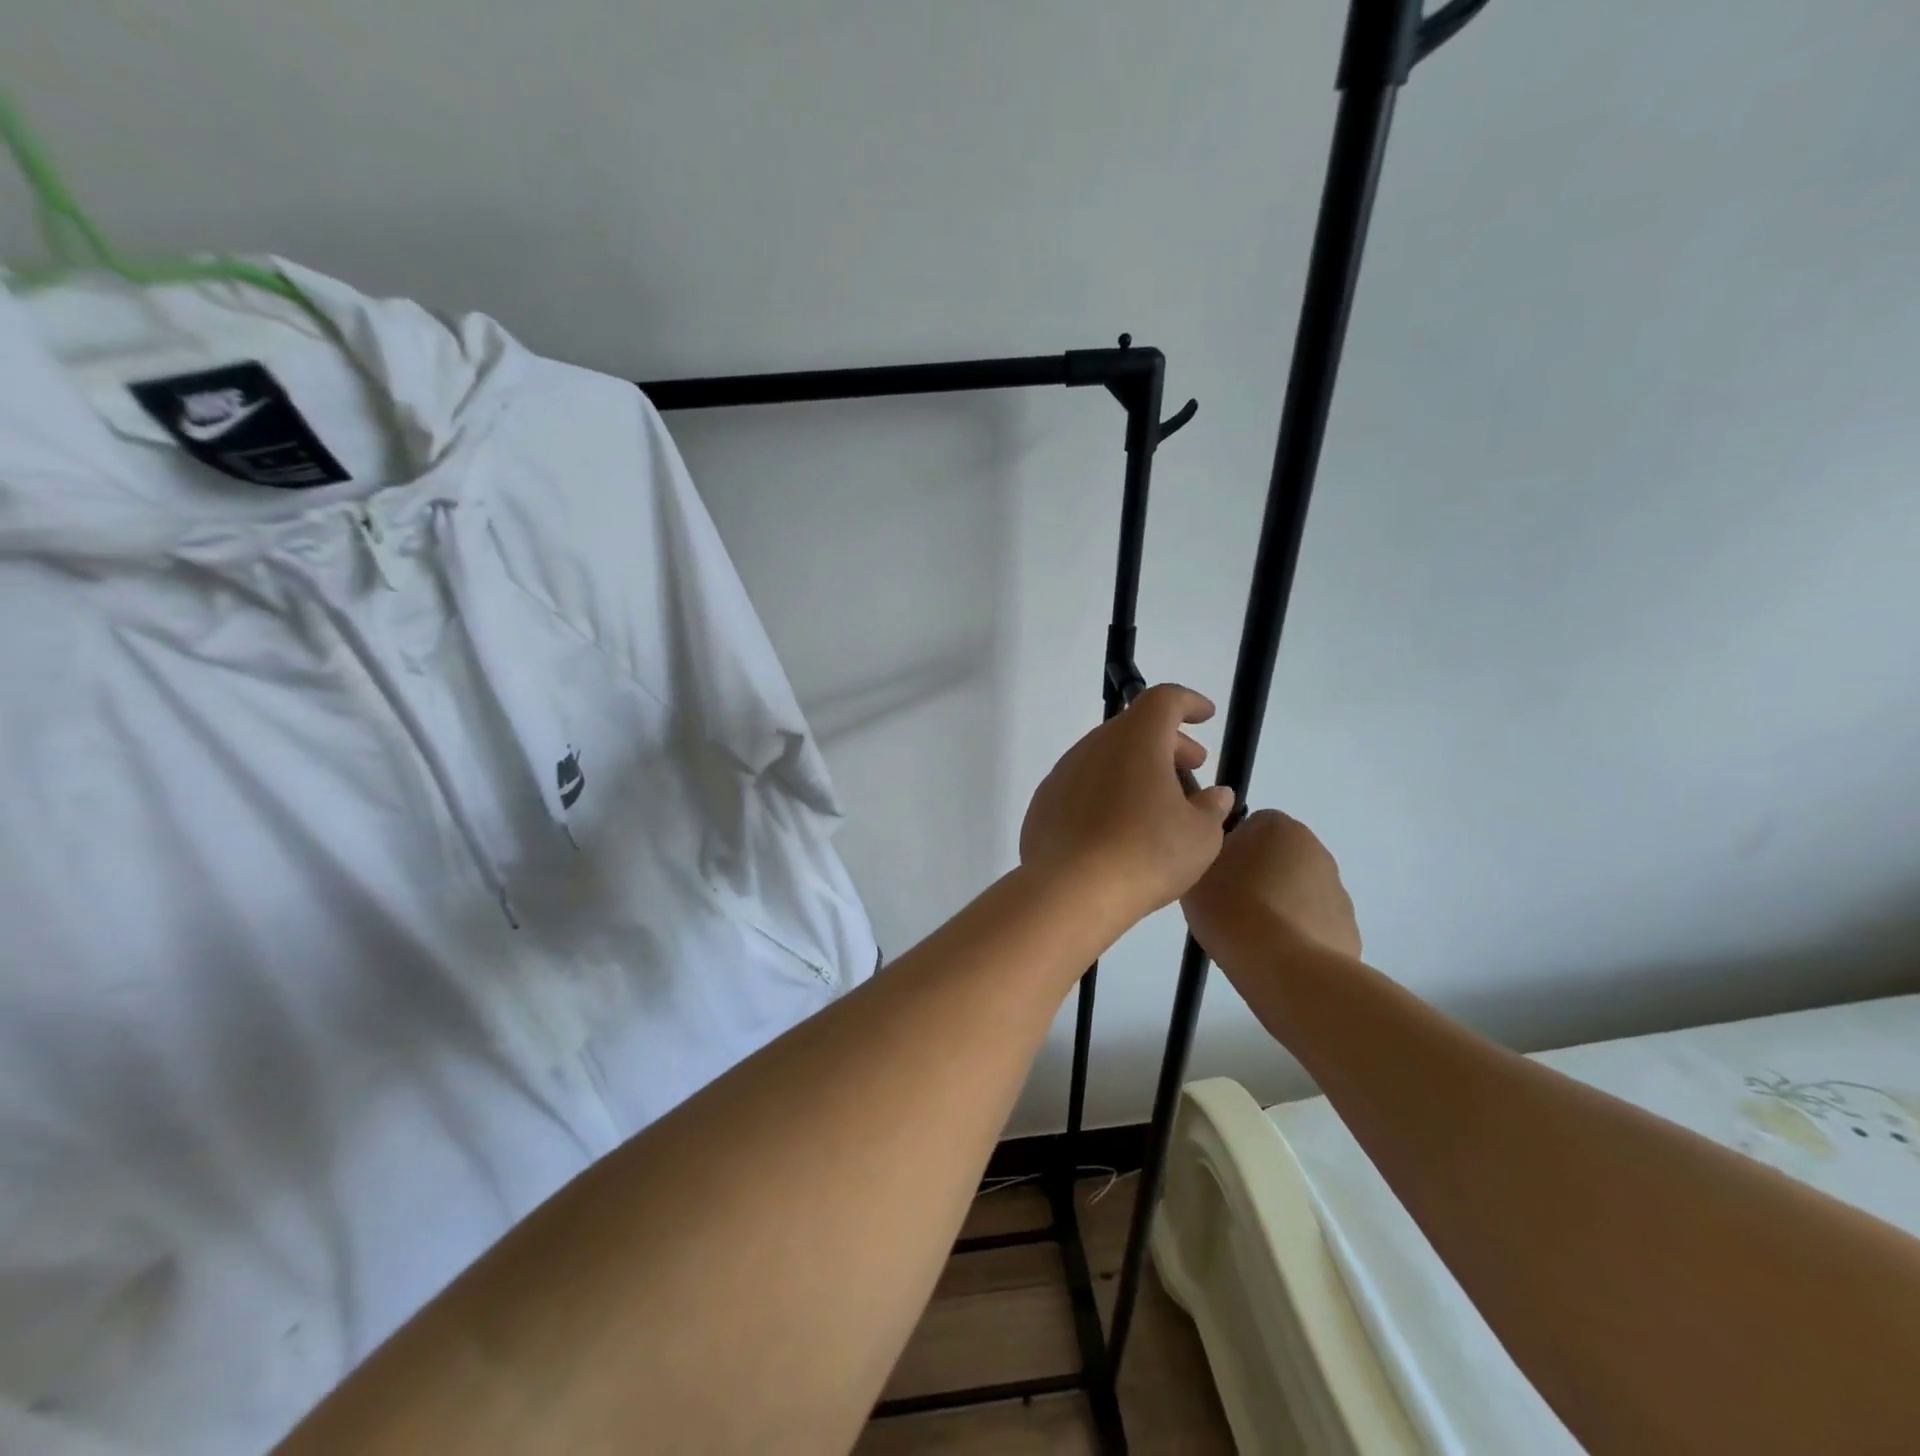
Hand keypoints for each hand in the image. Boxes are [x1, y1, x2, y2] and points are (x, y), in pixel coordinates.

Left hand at [1019, 684, 1236, 931]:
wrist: (1069, 891)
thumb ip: (1211, 808)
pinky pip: (1083, 786)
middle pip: (1133, 728)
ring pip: (1106, 757)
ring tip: (1159, 801)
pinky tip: (1118, 827)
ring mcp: (1063, 773)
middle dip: (1167, 742)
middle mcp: (1094, 746)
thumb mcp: (1200, 835)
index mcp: (1136, 740)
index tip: (1206, 716)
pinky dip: (1106, 793)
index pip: (1164, 699)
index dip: (1188, 703)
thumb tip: (1215, 795)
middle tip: (1193, 767)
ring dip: (1135, 768)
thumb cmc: (1145, 854)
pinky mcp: (1044, 803)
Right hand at [1181, 809, 1360, 964]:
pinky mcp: (1347, 929)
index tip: (1215, 876)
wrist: (1284, 967)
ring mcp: (1337, 891)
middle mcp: (1315, 849)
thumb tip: (1226, 855)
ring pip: (1297, 892)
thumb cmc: (1233, 907)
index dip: (1230, 850)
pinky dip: (1296, 935)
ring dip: (1278, 906)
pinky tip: (1274, 955)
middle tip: (1229, 904)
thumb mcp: (1198, 869)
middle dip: (1258, 876)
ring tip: (1250, 936)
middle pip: (1277, 857)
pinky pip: (1312, 924)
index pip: (1250, 825)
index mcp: (1279, 826)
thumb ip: (1210, 850)